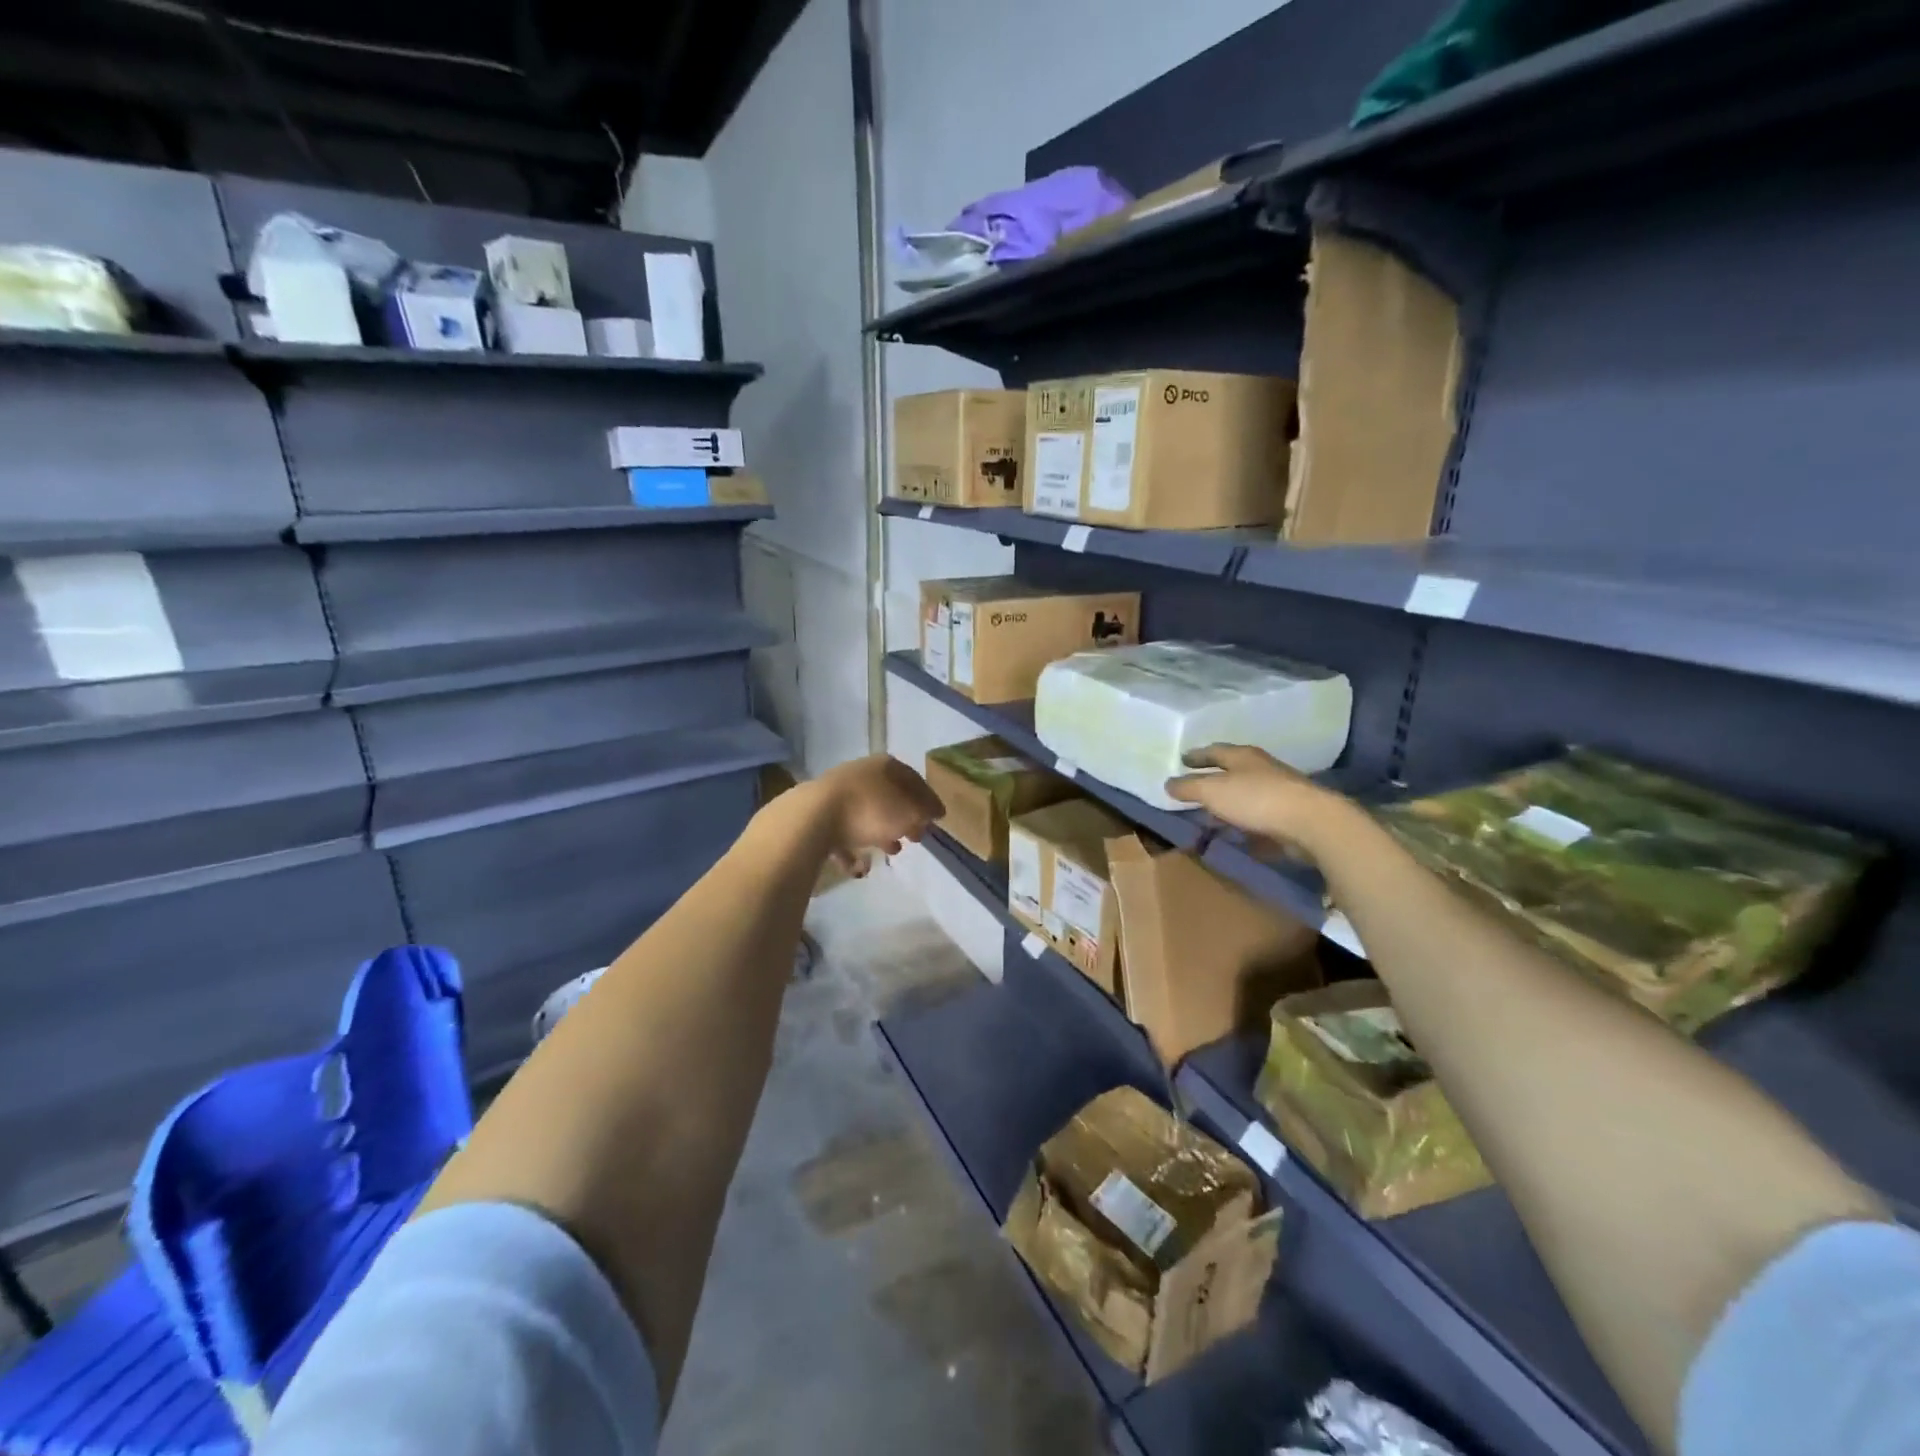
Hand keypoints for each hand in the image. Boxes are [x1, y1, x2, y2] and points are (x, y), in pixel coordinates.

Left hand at [807, 754, 944, 876]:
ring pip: (866, 813)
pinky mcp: (818, 815)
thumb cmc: (870, 810)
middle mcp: (861, 774)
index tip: (937, 820)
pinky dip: (852, 848)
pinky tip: (859, 866)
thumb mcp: (910, 812)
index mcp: (884, 766)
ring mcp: (836, 793)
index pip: (914, 780)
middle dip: (904, 818)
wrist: (813, 818)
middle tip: (915, 838)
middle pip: (890, 797)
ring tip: (891, 851)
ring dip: (881, 832)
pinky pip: (842, 832)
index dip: (928, 800)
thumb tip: (933, 811)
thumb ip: (925, 811)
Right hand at [1165, 745, 1353, 864]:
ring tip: (1210, 814)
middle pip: (1232, 771)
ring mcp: (1278, 792)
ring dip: (1227, 803)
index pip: (1214, 751)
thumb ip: (1188, 787)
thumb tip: (1167, 783)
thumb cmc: (1256, 799)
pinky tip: (1234, 833)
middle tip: (1193, 786)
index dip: (1196, 756)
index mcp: (1242, 757)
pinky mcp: (1288, 816)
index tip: (1182, 759)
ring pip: (1245, 794)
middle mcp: (1262, 769)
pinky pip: (1258, 817)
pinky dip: (1243, 822)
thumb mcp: (1212, 791)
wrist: (1311, 823)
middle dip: (1212, 778)